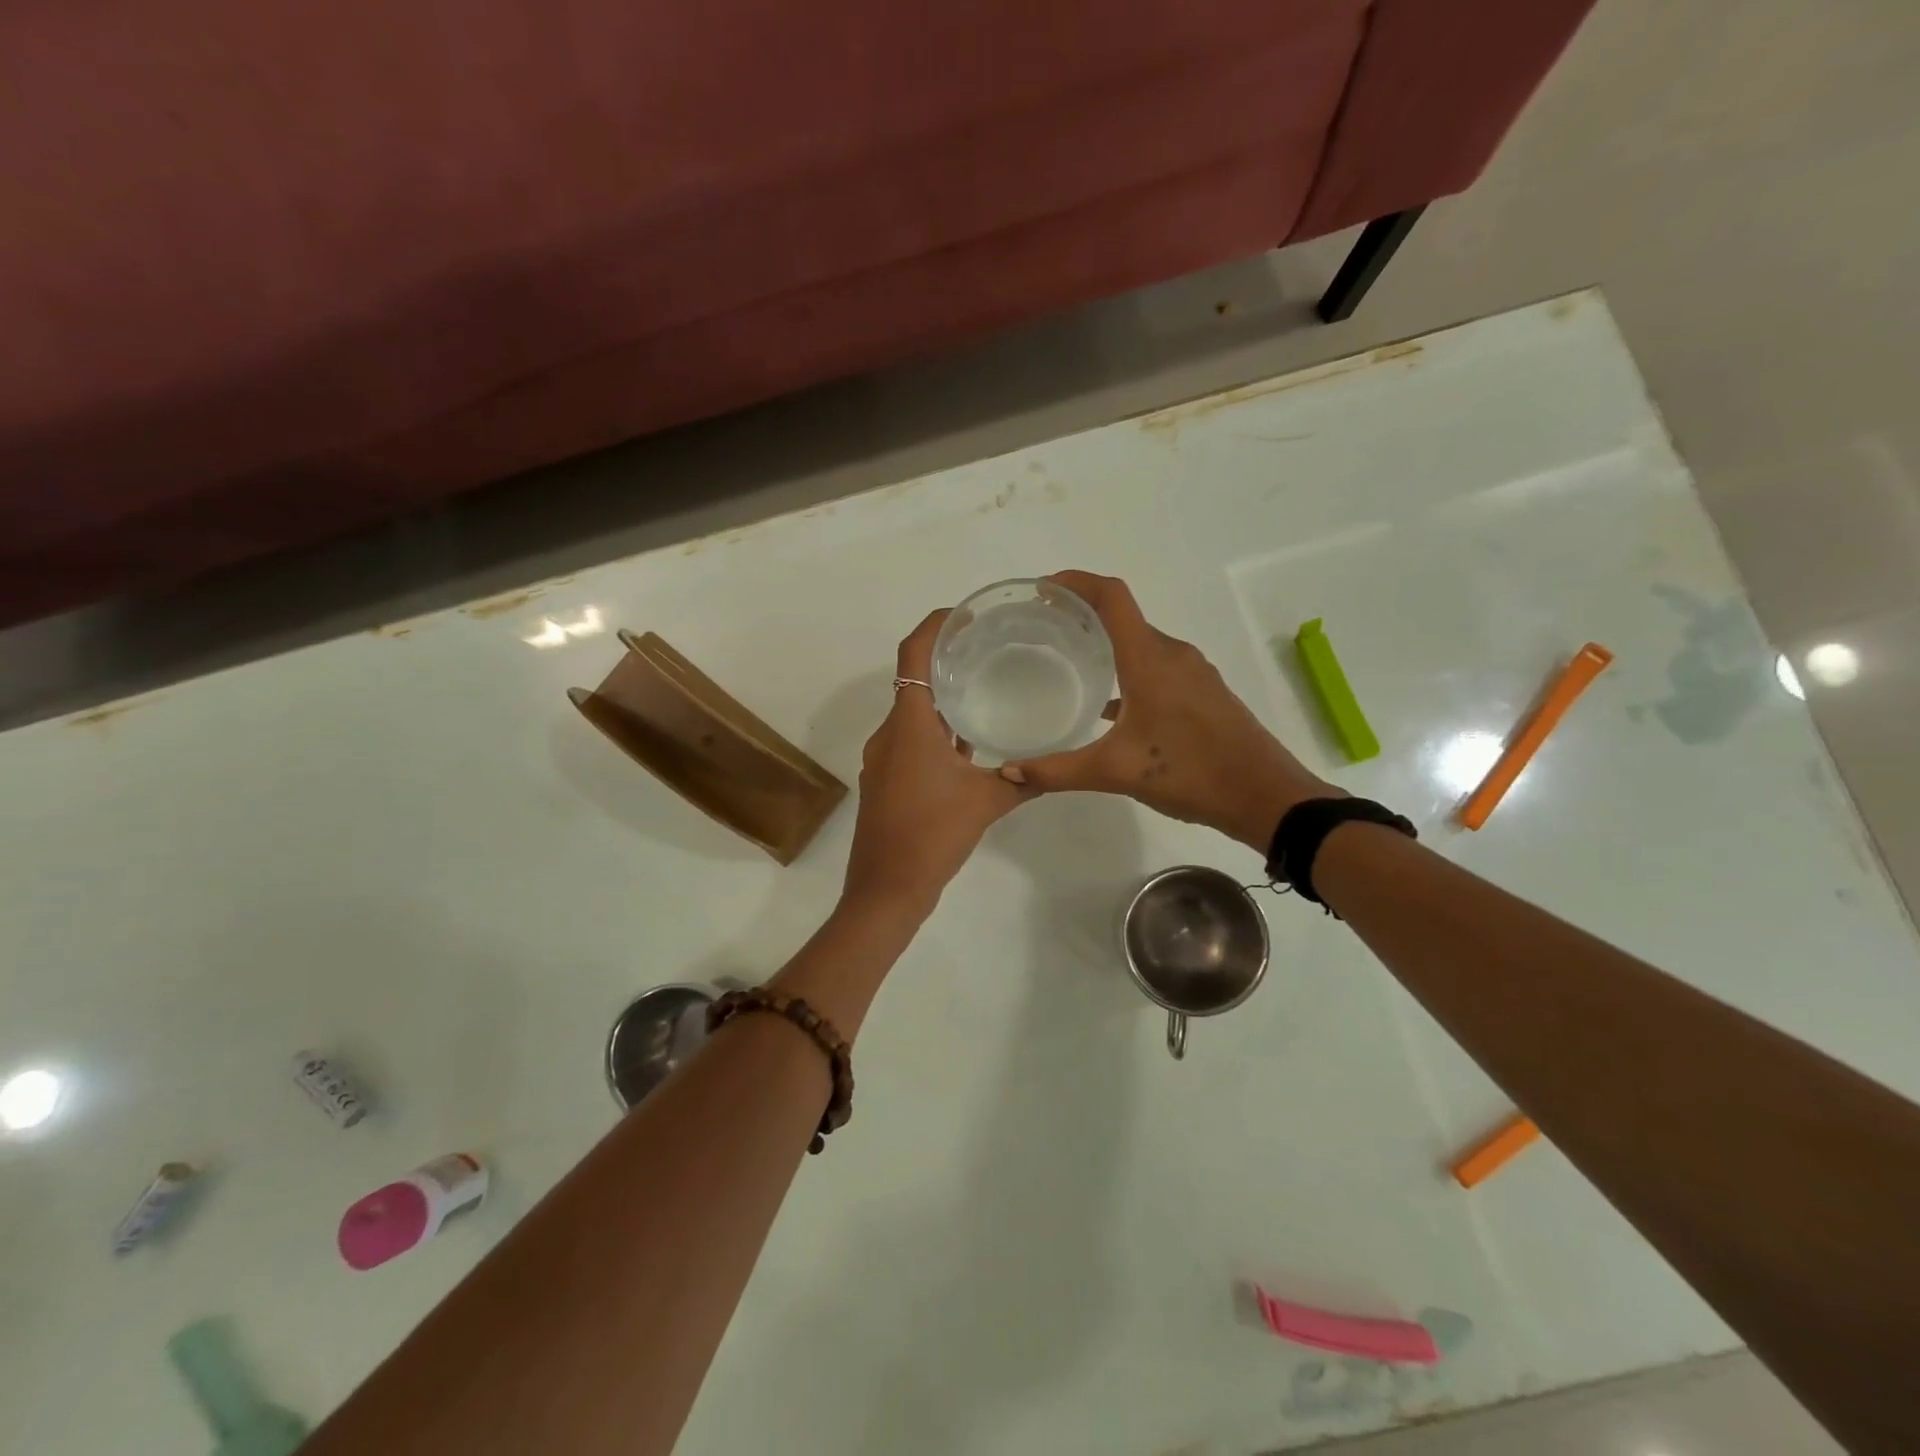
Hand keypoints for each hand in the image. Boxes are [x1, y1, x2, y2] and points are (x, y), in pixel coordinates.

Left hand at [842, 610, 1032, 913]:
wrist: (885, 889)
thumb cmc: (931, 837)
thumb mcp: (986, 804)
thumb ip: (1023, 780)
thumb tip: (1056, 767)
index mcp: (909, 725)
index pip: (913, 655)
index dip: (934, 625)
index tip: (964, 614)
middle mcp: (890, 733)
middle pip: (913, 679)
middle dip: (945, 659)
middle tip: (987, 648)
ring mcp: (884, 757)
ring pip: (912, 712)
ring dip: (941, 698)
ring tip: (983, 688)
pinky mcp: (886, 779)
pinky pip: (910, 739)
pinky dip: (935, 730)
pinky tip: (967, 742)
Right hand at [998, 571, 1335, 849]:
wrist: (1265, 797)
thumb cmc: (1190, 773)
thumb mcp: (1116, 772)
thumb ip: (1058, 770)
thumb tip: (1009, 772)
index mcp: (1150, 659)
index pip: (1112, 598)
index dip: (1076, 582)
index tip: (1041, 589)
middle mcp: (1172, 655)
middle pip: (1124, 616)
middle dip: (1083, 612)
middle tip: (1042, 627)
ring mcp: (1192, 673)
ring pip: (1141, 643)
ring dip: (1106, 641)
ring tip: (1069, 658)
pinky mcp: (1203, 693)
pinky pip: (1157, 666)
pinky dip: (1128, 669)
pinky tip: (1109, 702)